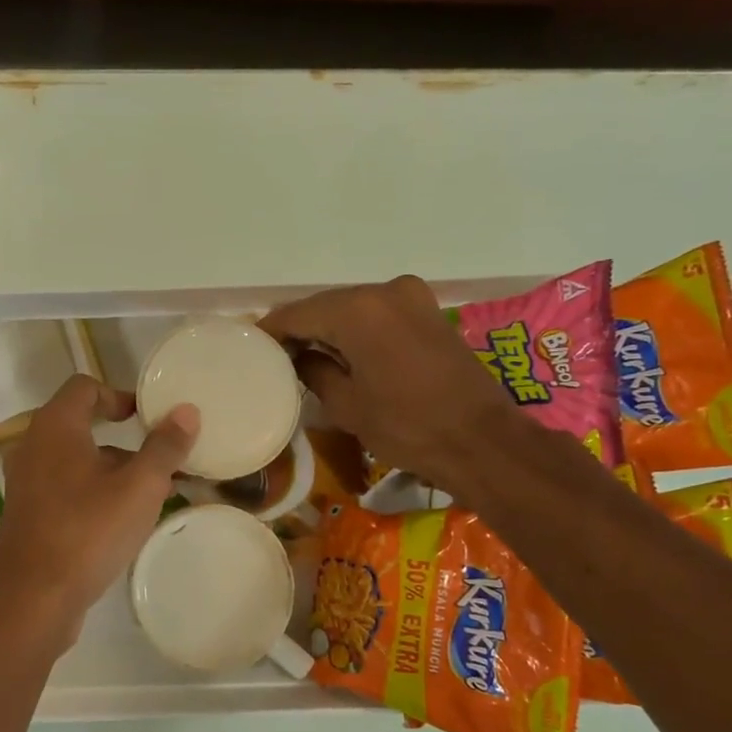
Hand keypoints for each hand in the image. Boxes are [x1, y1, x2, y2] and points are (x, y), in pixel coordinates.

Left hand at [0, 375, 199, 642]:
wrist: (34, 598)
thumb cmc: (89, 531)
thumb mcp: (140, 487)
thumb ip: (164, 446)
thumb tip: (186, 411)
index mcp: (54, 427)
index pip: (84, 387)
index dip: (118, 395)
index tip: (146, 417)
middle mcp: (31, 446)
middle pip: (78, 424)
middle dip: (121, 438)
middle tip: (155, 456)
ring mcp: (23, 482)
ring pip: (71, 460)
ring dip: (107, 467)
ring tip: (146, 493)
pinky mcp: (24, 514)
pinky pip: (61, 487)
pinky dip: (89, 490)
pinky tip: (117, 520)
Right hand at [259, 276, 516, 497]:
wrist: (481, 440)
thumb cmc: (406, 426)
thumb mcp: (345, 405)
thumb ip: (313, 370)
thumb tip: (299, 356)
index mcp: (358, 310)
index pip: (298, 313)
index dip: (271, 330)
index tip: (249, 347)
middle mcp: (384, 291)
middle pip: (326, 305)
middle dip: (300, 328)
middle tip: (275, 356)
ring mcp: (412, 297)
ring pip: (353, 308)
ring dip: (329, 329)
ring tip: (305, 357)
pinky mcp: (429, 312)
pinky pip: (378, 314)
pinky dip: (357, 330)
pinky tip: (343, 353)